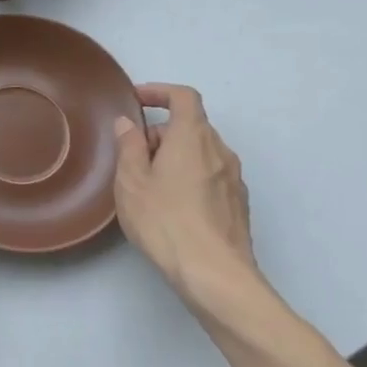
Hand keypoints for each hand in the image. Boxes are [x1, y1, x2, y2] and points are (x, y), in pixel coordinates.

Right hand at [113, 84, 262, 309]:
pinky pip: (211, 175)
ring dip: (176, 156)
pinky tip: (172, 206)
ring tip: (150, 184)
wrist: (215, 274)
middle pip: (191, 126)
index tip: (137, 100)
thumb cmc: (165, 221)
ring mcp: (234, 178)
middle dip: (161, 133)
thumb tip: (128, 123)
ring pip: (201, 152)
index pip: (184, 97)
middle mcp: (220, 150)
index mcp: (193, 137)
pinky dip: (190, 176)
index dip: (160, 92)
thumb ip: (129, 146)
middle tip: (133, 156)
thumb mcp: (131, 182)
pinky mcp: (238, 204)